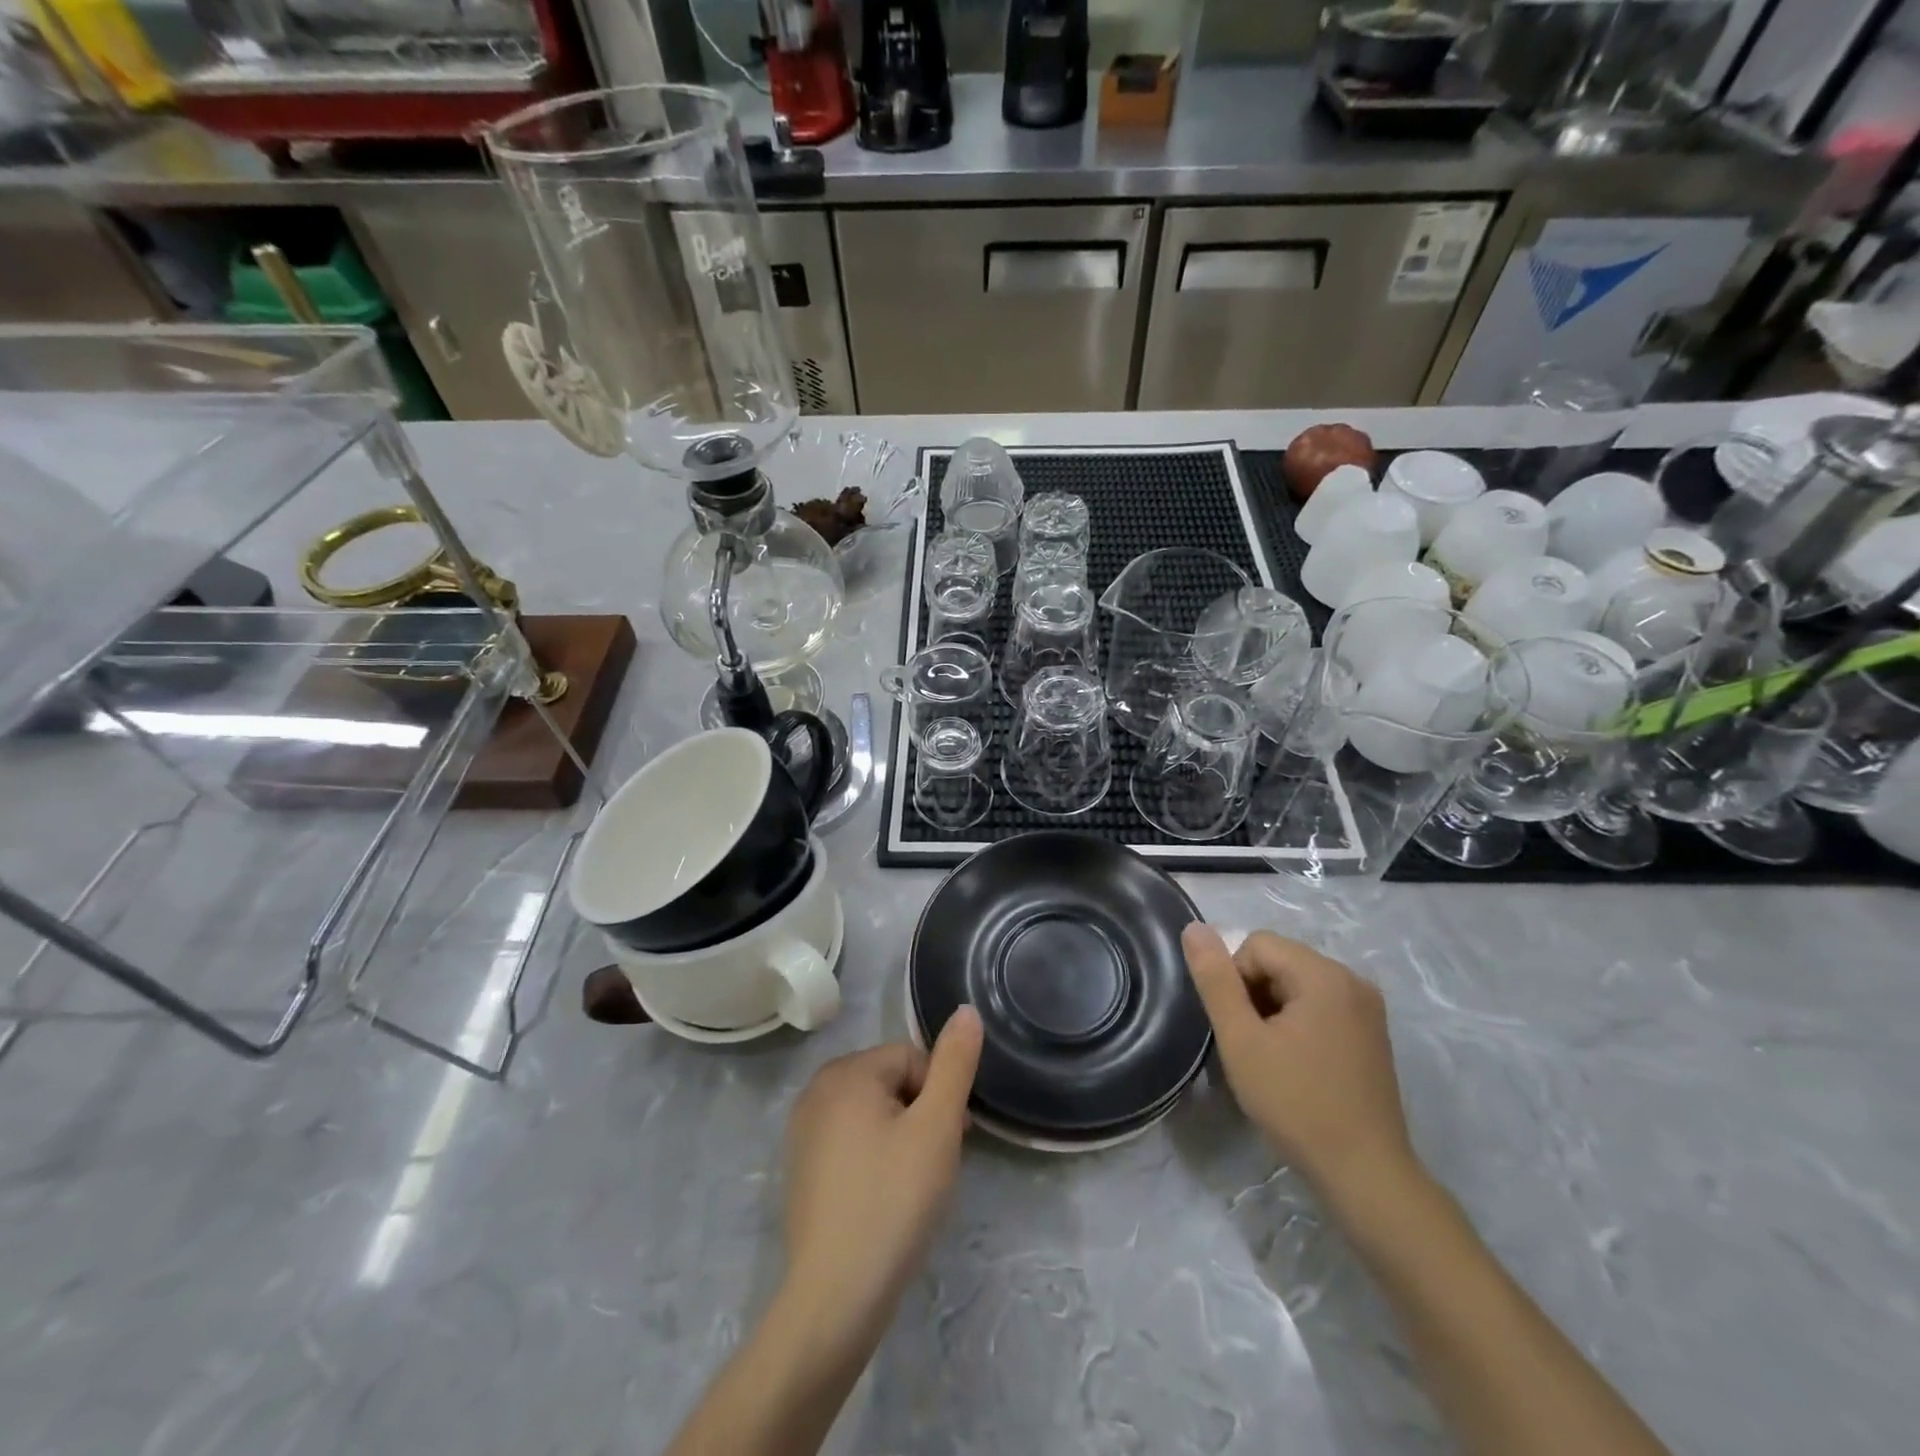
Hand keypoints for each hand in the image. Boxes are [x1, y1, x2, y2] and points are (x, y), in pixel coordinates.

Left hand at [780, 1009, 983, 1342]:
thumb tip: (966, 1010)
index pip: (911, 1059)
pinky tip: (884, 1200)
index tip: (951, 1141)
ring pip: (873, 1114)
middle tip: (934, 1165)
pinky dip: (875, 1160)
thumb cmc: (893, 1200)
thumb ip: (954, 1064)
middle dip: (921, 1115)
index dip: (939, 1096)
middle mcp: (816, 1090)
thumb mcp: (937, 1126)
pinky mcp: (801, 1168)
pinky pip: (851, 1143)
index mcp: (845, 1071)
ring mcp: (803, 1131)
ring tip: (912, 1186)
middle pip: (891, 1083)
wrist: (835, 1297)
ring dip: (901, 1138)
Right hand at [1183, 924, 1416, 1199]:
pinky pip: (1320, 1005)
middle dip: (1254, 994)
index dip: (1233, 980)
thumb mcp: (1241, 1040)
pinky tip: (1295, 1064)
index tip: (1238, 1028)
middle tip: (1251, 1045)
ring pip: (1297, 984)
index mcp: (1325, 974)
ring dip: (1273, 1010)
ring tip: (1271, 1057)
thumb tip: (1194, 928)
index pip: (1256, 945)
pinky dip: (1297, 1023)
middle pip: (1279, 961)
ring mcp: (1368, 1008)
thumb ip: (1215, 980)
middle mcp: (1353, 980)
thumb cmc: (1296, 1104)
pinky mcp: (1372, 1034)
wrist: (1365, 1175)